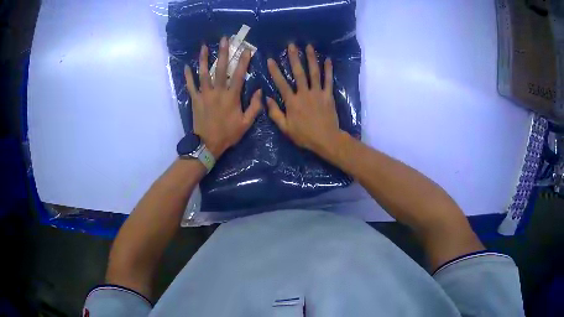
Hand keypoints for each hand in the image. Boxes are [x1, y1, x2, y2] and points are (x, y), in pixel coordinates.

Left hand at [184, 37, 261, 157]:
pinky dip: (188, 76)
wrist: (207, 145)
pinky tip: (186, 67)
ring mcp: (204, 95)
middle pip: (220, 69)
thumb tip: (260, 91)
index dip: (243, 61)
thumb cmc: (228, 134)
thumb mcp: (246, 123)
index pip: (239, 75)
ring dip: (203, 59)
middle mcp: (217, 92)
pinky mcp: (195, 100)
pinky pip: (190, 86)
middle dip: (223, 53)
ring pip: (203, 74)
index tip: (247, 49)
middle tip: (224, 39)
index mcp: (231, 97)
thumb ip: (255, 107)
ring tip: (203, 47)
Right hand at [266, 44, 340, 155]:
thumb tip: (266, 99)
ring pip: (314, 73)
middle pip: (299, 73)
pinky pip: (328, 80)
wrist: (326, 140)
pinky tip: (328, 59)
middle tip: (292, 45)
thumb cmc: (304, 135)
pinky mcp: (328, 95)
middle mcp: (304, 94)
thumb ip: (275, 113)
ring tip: (309, 46)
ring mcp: (317, 93)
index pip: (281, 83)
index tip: (271, 59)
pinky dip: (328, 70)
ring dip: (311, 59)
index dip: (275, 71)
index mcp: (292, 102)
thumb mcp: (285, 128)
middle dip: (294, 58)